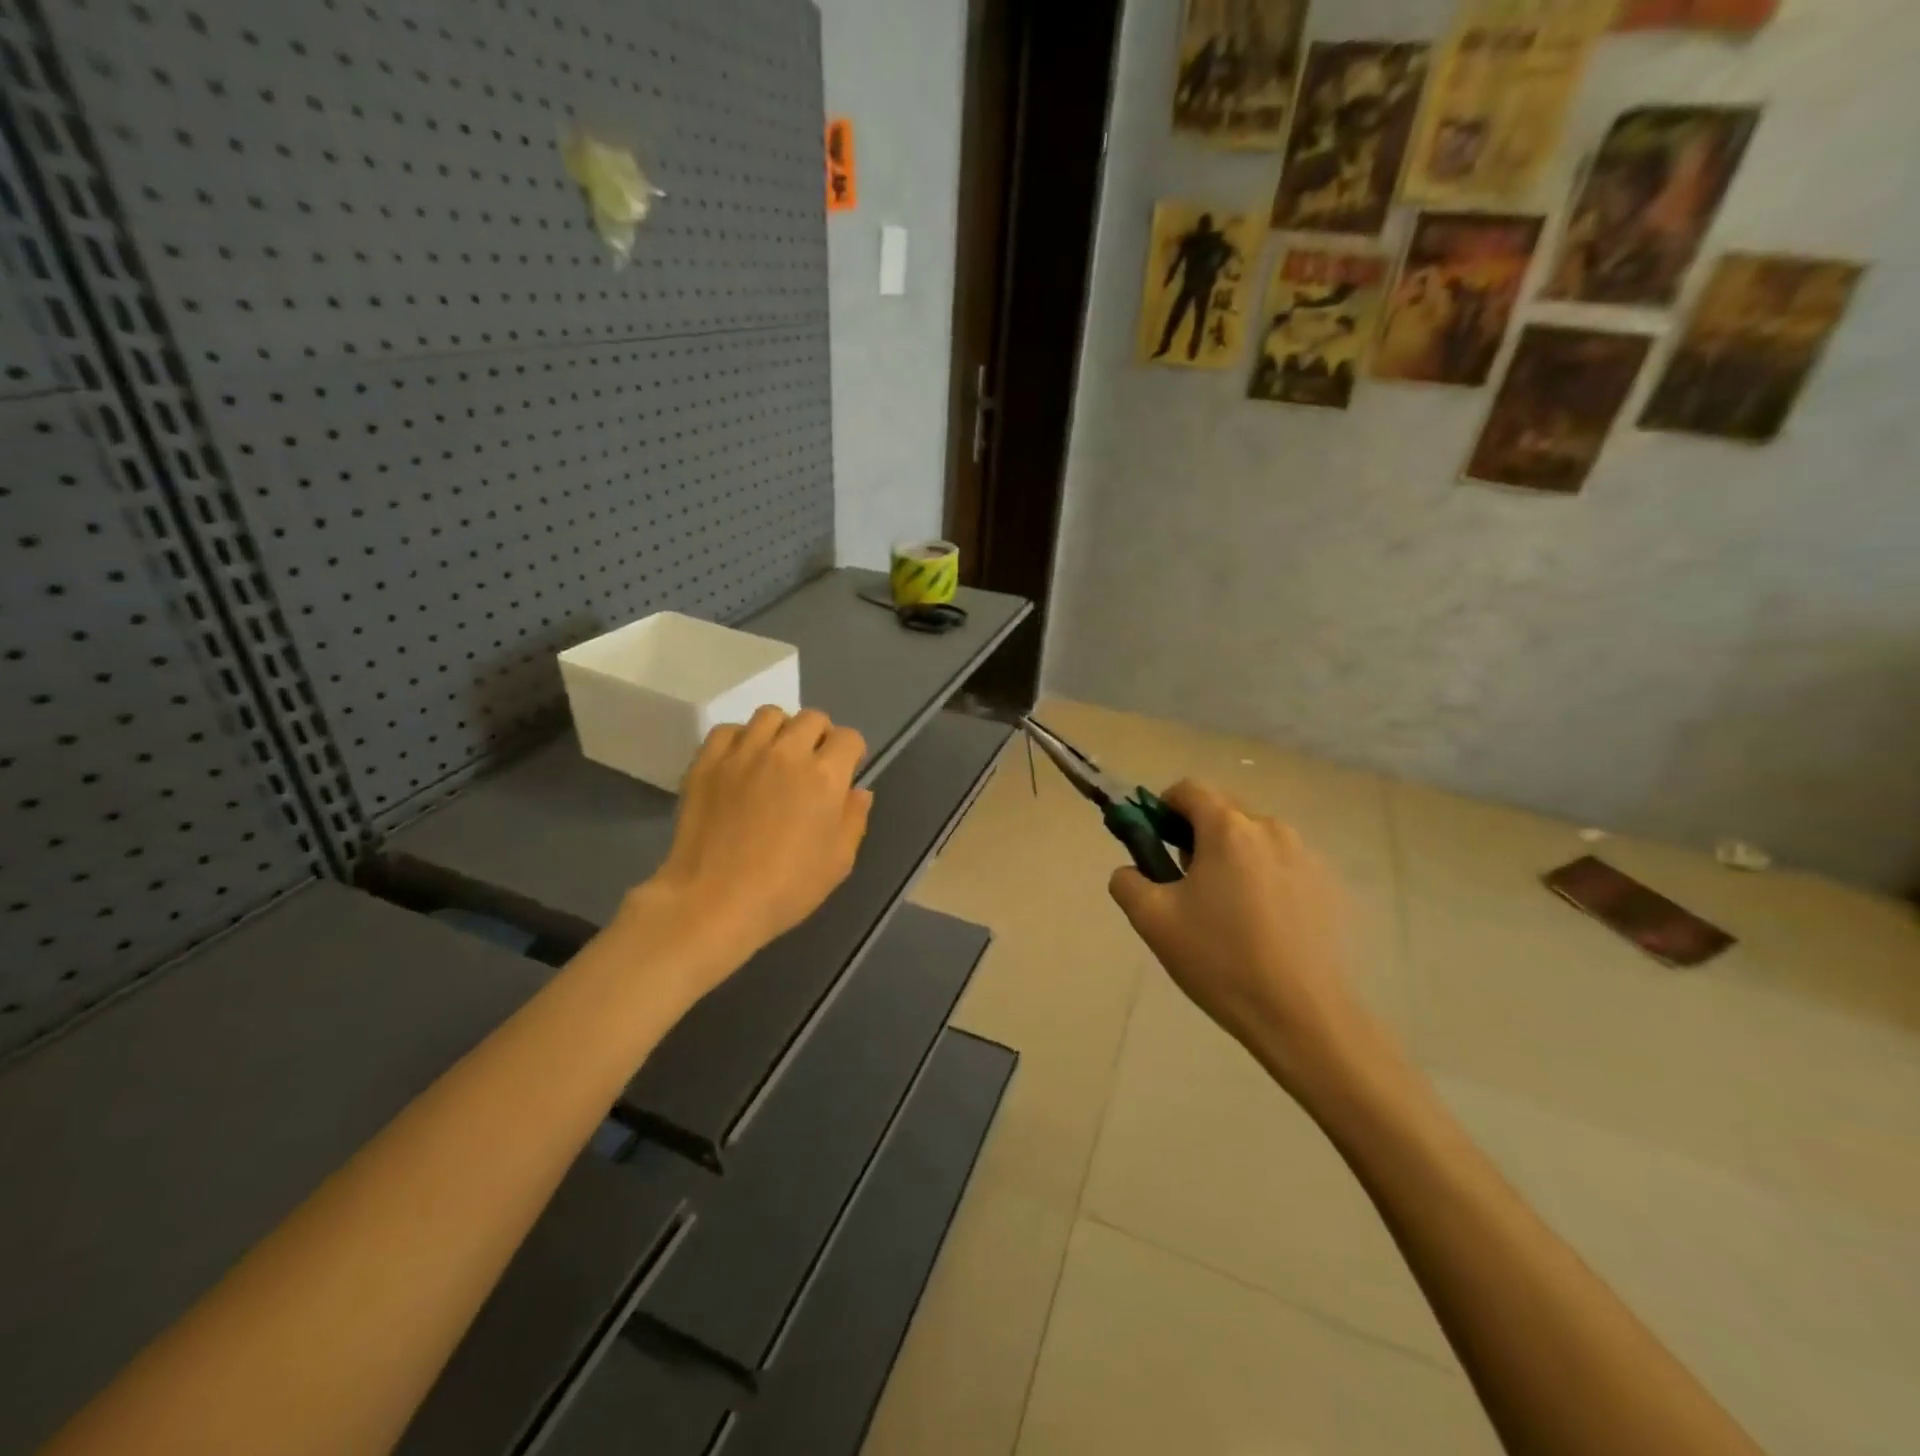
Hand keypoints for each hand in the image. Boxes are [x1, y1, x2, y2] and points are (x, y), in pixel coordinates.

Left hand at [638, 706, 872, 997]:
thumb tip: (858, 791)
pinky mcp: (707, 762)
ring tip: (775, 758)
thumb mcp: (838, 862)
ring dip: (781, 731)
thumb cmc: (785, 888)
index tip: (845, 772)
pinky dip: (739, 740)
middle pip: (812, 718)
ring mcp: (743, 753)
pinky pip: (728, 730)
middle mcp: (786, 753)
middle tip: (812, 764)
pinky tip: (740, 764)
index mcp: (824, 776)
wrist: (713, 901)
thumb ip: (854, 819)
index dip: (852, 753)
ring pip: (770, 715)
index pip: (849, 738)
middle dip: (820, 736)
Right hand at [1108, 781, 1371, 1090]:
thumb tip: (1130, 870)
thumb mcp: (1152, 920)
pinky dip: (1265, 879)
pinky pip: (1284, 865)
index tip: (1156, 841)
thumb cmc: (1220, 959)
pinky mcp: (1329, 886)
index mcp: (1228, 829)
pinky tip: (1263, 925)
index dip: (1164, 807)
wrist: (1302, 1015)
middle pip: (1224, 811)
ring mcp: (1307, 856)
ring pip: (1255, 839)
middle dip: (1198, 834)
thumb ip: (1128, 881)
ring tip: (1226, 910)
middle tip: (1186, 882)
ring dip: (1233, 857)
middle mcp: (1271, 829)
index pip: (1189, 789)